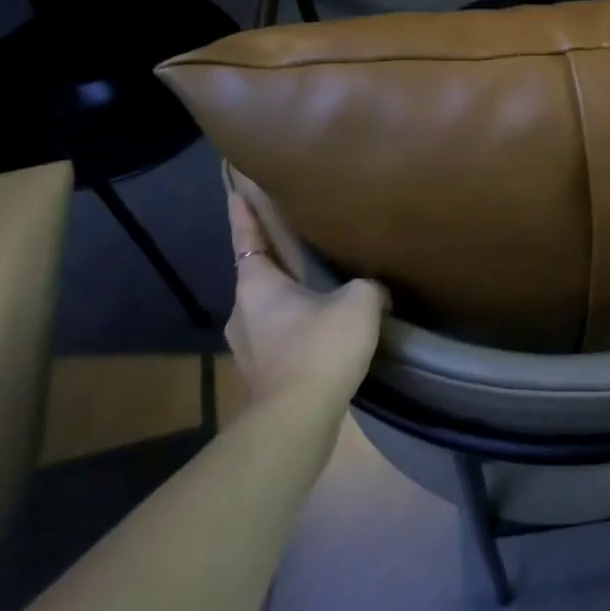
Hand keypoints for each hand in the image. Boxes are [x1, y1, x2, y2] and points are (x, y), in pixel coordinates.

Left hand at [226, 187, 386, 406]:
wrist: (298, 419)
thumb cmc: (320, 347)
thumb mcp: (359, 302)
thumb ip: (368, 285)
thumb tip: (373, 289)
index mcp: (256, 285)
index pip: (247, 238)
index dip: (244, 214)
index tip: (236, 192)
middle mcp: (242, 312)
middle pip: (256, 276)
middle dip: (274, 261)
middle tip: (296, 245)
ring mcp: (248, 347)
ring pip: (267, 310)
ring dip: (287, 300)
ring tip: (316, 292)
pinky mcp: (262, 374)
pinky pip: (279, 338)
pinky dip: (296, 329)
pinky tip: (322, 333)